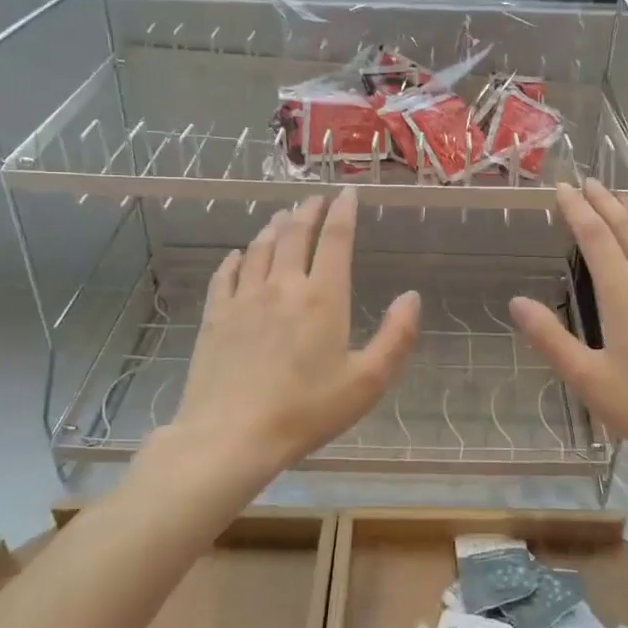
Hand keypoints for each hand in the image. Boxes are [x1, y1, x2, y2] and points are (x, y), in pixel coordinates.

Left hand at [156, 189, 420, 479]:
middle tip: (314, 199)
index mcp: (323, 297)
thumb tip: (412, 296)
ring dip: (273, 227)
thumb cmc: (307, 411)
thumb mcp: (368, 382)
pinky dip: (236, 258)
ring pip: (260, 248)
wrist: (232, 435)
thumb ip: (396, 337)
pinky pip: (226, 274)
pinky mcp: (216, 316)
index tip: (347, 192)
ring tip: (282, 216)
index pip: (335, 239)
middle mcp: (283, 286)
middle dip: (307, 211)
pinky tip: (238, 255)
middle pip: (294, 234)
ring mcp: (244, 298)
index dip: (343, 211)